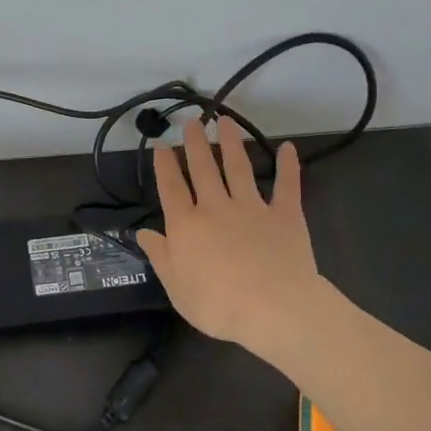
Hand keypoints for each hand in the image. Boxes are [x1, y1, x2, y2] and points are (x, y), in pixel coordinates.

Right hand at [136, 117, 328, 361]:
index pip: (171, 188)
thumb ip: (160, 256)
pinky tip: (288, 148)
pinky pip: (286, 185)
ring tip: (226, 120)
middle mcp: (216, 208)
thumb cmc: (218, 305)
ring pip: (238, 167)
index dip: (164, 166)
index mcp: (187, 226)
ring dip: (232, 142)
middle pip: (203, 169)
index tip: (161, 145)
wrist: (274, 309)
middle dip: (195, 143)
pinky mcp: (284, 215)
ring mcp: (252, 208)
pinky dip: (288, 166)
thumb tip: (142, 232)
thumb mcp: (176, 287)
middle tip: (192, 121)